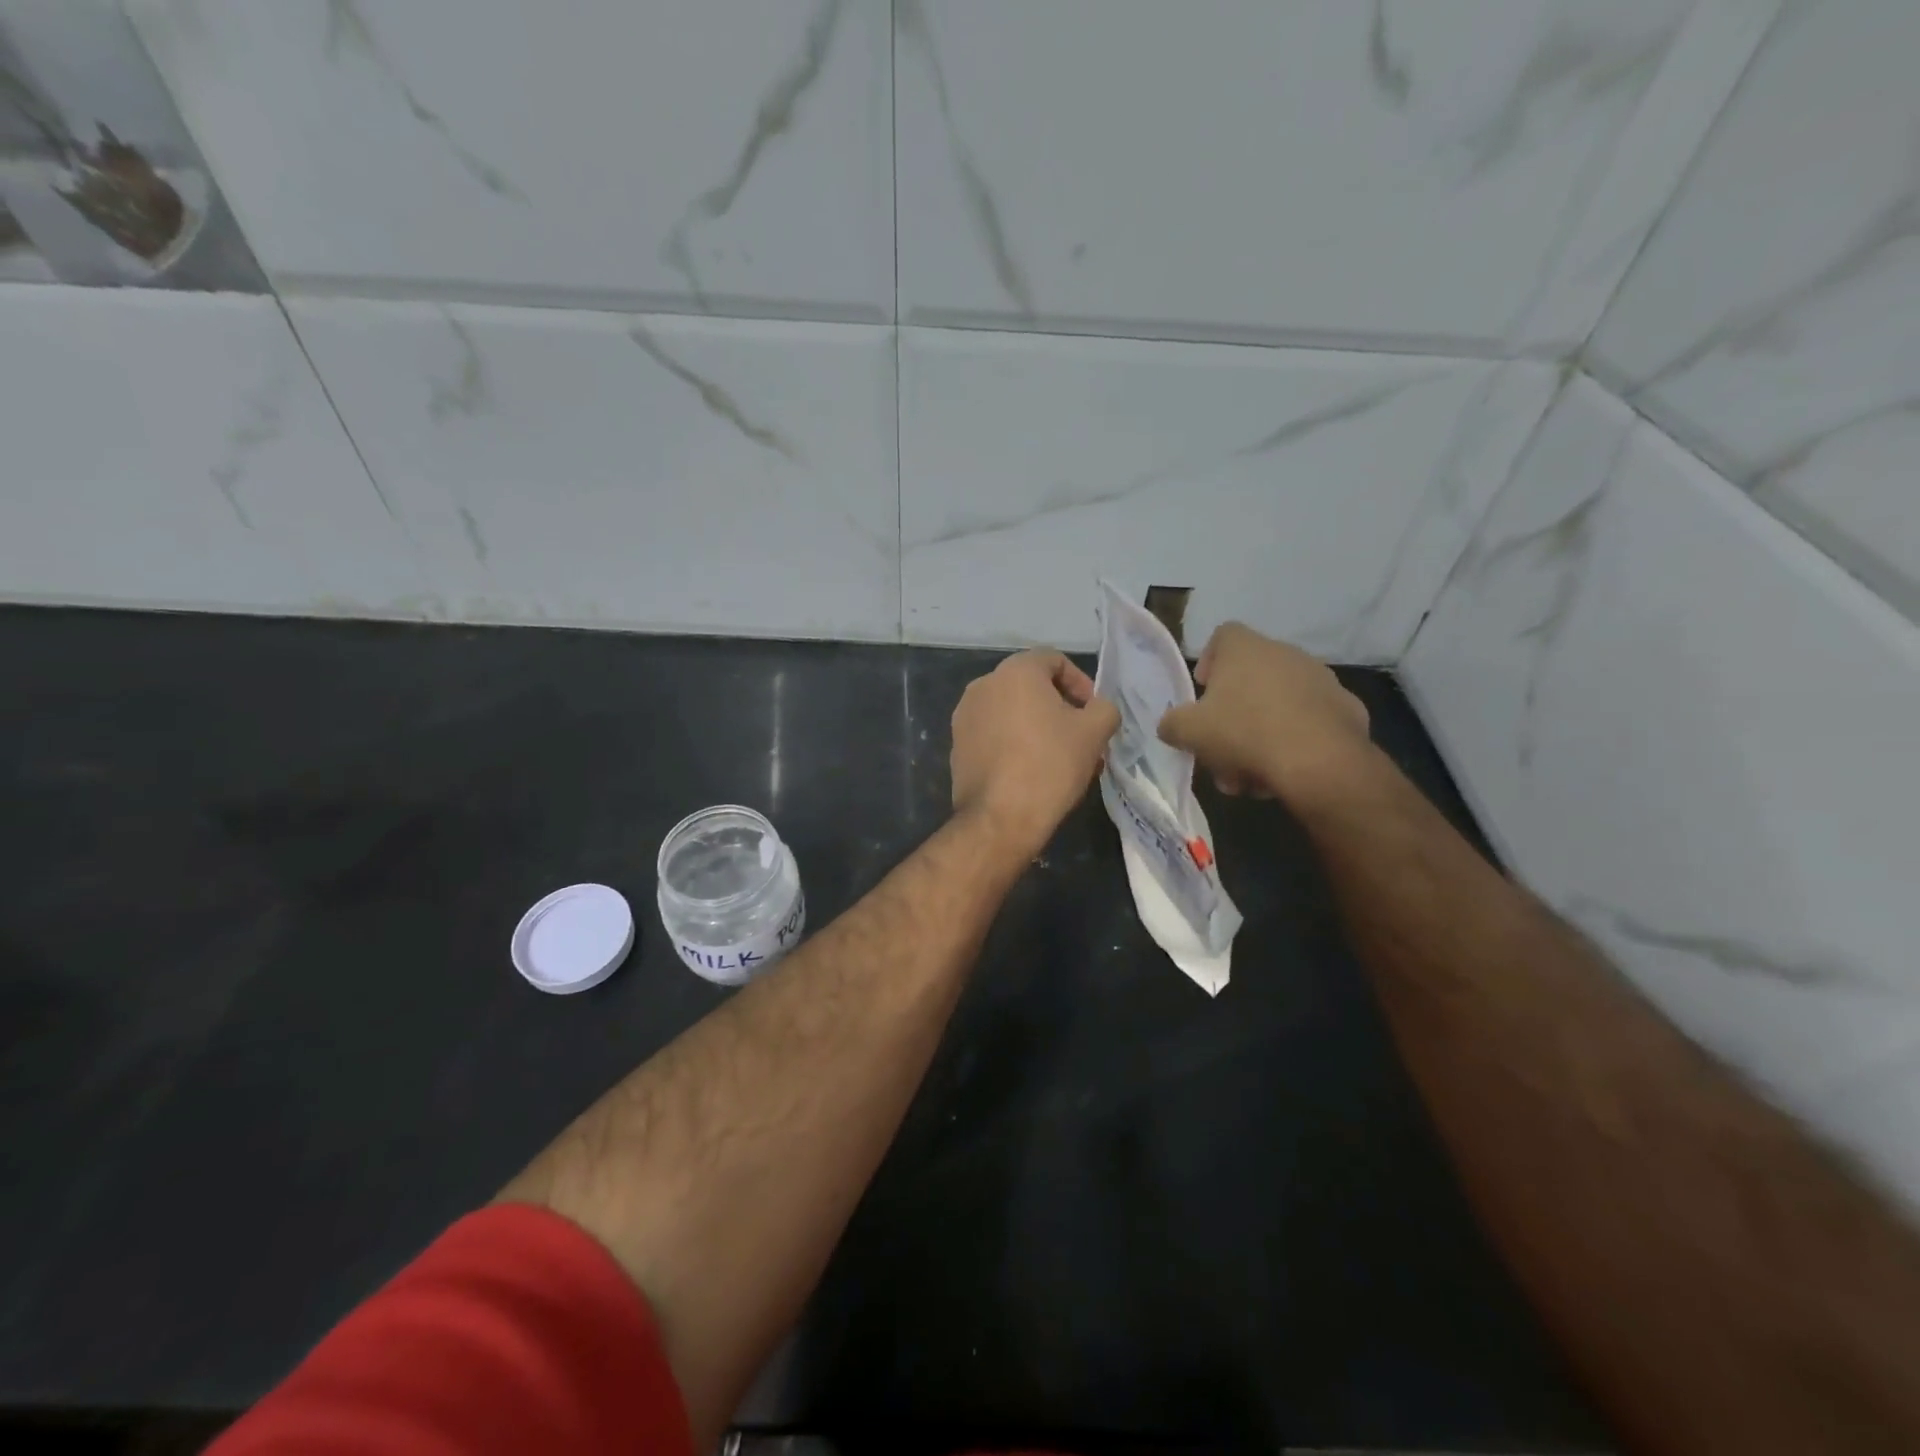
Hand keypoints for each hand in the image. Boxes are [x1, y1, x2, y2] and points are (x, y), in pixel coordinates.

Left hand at [951, 650, 1119, 857]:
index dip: (1081, 683)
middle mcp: (983, 685)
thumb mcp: (1095, 732)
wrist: (999, 818)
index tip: (1093, 713)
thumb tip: (1098, 709)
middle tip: (1082, 737)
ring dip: (1038, 727)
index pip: (1054, 660)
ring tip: (1060, 758)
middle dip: (1060, 708)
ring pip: (1012, 712)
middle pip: (1031, 686)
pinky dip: (1014, 743)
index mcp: (1015, 672)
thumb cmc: (1050, 764)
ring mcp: (964, 716)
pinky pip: (994, 734)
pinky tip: (1031, 772)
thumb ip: (1104, 708)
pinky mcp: (956, 746)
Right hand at [1157, 623, 1374, 808]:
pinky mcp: (1346, 708)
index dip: (1209, 661)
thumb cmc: (1244, 733)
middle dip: (1233, 715)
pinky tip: (1285, 771)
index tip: (1204, 692)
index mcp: (1246, 649)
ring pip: (1278, 705)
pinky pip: (1309, 722)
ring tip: (1251, 774)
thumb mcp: (1189, 732)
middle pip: (1250, 678)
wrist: (1319, 762)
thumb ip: (1172, 724)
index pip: (1222, 635)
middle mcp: (1285, 653)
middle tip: (1222, 748)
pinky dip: (1294, 741)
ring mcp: (1321, 680)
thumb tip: (1171, 725)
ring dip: (1260, 735)